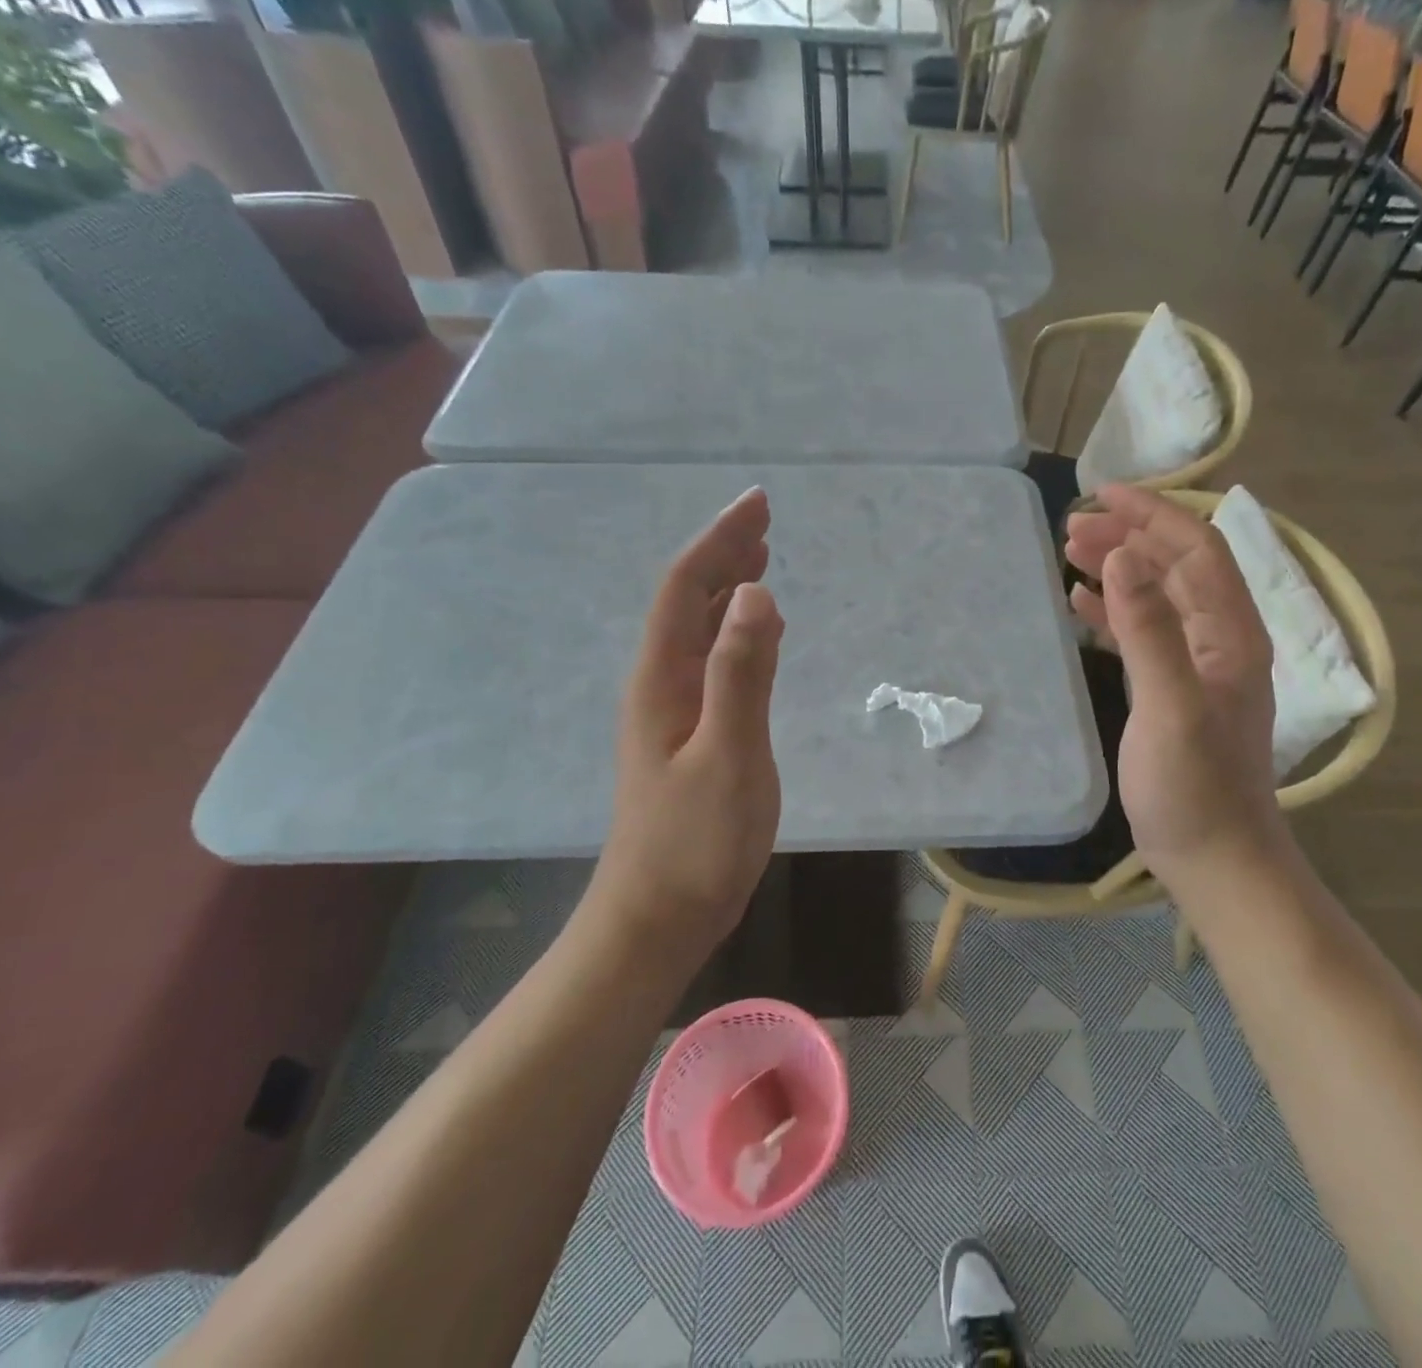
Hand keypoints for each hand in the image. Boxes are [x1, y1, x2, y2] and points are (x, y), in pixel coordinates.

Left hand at [588, 487, 784, 949]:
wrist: (658, 917)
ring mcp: (673, 711)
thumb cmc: (695, 842)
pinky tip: (756, 633)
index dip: (720, 540)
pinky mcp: (691, 735)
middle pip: (688, 601)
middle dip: (724, 554)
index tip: (758, 504)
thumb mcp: (728, 755)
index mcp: (663, 678)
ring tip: (761, 559)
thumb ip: (741, 674)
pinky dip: (736, 632)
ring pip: (699, 630)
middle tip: (763, 520)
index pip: (687, 587)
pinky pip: (713, 662)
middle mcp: (661, 683)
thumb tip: (757, 593)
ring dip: (728, 589)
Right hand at [1064, 486, 1284, 885]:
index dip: (1154, 514)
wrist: (1216, 859)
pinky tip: (1082, 607)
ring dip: (1121, 569)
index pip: (1197, 550)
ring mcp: (1201, 667)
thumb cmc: (1194, 789)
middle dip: (1130, 537)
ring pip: (1160, 596)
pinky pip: (1147, 633)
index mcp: (1232, 635)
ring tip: (1072, 555)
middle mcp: (1223, 641)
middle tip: (1073, 529)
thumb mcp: (1170, 706)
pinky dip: (1116, 612)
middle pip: (1178, 567)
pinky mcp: (1178, 691)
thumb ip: (1149, 629)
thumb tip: (1127, 553)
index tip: (1101, 495)